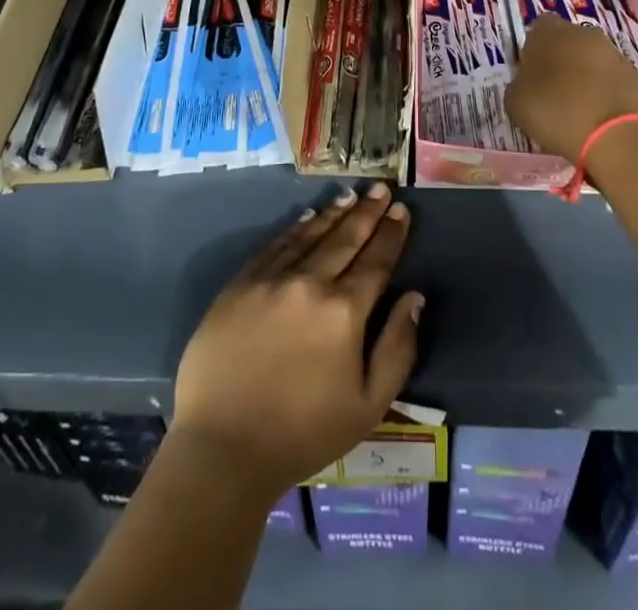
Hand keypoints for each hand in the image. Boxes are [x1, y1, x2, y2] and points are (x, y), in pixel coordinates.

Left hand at [171, 183, 422, 496]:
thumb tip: (414, 299)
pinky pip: (275, 245)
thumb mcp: (368, 406)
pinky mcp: (240, 284)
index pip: (376, 262)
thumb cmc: (303, 434)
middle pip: (345, 239)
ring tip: (351, 195)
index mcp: (344, 312)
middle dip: (367, 212)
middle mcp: (309, 283)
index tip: (402, 211)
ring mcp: (271, 279)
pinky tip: (308, 217)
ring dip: (334, 213)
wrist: (223, 448)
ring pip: (310, 235)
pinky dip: (296, 228)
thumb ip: (397, 349)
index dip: (391, 234)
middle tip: (381, 188)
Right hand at [504, 14, 637, 159]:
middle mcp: (583, 32)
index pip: (537, 29)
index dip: (532, 50)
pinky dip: (603, 92)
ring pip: (590, 59)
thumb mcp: (515, 103)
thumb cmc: (557, 112)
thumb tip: (526, 83)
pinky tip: (596, 116)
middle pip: (566, 42)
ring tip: (576, 108)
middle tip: (551, 92)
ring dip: (583, 76)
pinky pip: (610, 78)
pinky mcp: (634, 74)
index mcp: (549, 31)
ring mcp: (612, 52)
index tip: (530, 75)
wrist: (617, 136)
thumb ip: (517, 84)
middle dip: (560, 61)